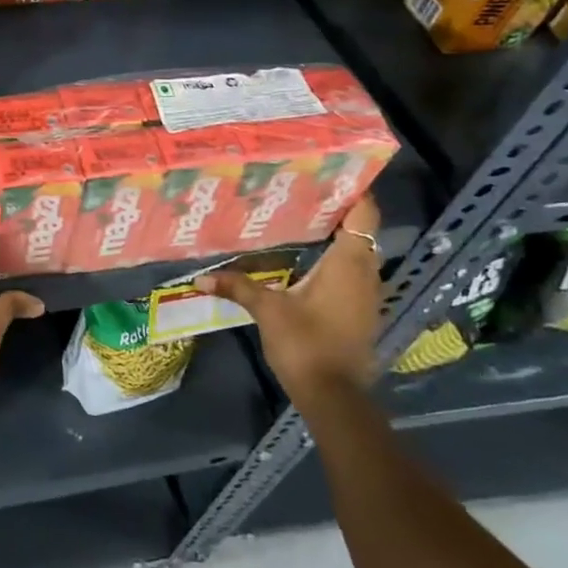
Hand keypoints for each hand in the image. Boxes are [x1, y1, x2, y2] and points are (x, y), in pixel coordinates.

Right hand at [195, 196, 384, 407]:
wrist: (334, 396)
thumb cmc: (306, 344)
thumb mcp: (268, 311)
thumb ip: (238, 287)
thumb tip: (201, 277)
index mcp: (349, 262)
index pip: (364, 214)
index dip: (354, 189)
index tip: (331, 170)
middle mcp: (365, 273)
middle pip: (360, 230)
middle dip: (335, 209)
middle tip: (300, 190)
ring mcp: (366, 294)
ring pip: (356, 252)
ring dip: (334, 236)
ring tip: (298, 218)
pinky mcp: (359, 312)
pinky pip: (351, 272)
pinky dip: (333, 259)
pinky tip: (304, 260)